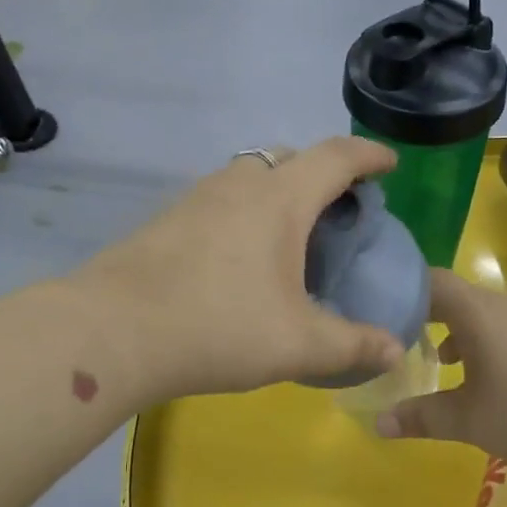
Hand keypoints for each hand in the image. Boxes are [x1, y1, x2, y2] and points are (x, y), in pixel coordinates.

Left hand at [78, 138, 405, 402]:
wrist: (111, 331)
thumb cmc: (218, 328)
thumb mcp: (297, 344)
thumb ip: (352, 345)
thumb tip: (396, 351)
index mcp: (280, 200)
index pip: (336, 157)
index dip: (369, 155)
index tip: (389, 164)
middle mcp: (238, 185)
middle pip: (289, 157)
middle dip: (322, 172)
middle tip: (338, 209)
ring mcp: (195, 199)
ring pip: (249, 176)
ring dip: (278, 190)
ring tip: (290, 235)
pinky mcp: (166, 220)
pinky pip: (220, 200)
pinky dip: (244, 212)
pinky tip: (239, 258)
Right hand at [374, 270, 506, 474]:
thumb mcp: (467, 420)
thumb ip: (421, 418)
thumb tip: (379, 424)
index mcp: (477, 313)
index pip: (433, 281)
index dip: (405, 290)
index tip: (383, 309)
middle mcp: (505, 307)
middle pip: (459, 298)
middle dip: (429, 316)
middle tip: (403, 339)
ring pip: (486, 316)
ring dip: (460, 333)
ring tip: (442, 362)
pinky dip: (489, 345)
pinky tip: (490, 380)